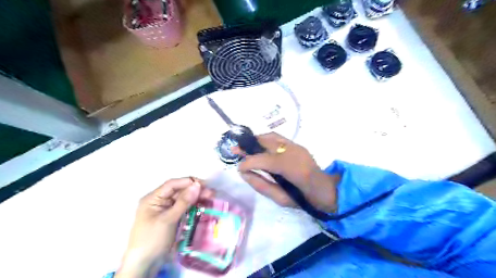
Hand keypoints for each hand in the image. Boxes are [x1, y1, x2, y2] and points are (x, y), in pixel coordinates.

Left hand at [117, 178, 214, 277]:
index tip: (204, 184)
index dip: (188, 182)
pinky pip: (183, 208)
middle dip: (194, 190)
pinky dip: (193, 206)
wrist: (144, 265)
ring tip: (210, 197)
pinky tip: (203, 205)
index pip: (172, 184)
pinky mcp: (171, 218)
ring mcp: (165, 210)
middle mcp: (159, 202)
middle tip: (211, 192)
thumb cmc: (152, 240)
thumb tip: (197, 185)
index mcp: (153, 199)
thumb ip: (183, 202)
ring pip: (183, 199)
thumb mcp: (168, 220)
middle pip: (179, 191)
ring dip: (196, 197)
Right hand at [235, 132, 336, 212]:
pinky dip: (265, 140)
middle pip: (266, 142)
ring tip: (246, 147)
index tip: (238, 168)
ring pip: (271, 136)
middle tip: (235, 149)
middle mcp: (294, 152)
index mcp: (292, 168)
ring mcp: (297, 146)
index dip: (248, 162)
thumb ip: (261, 185)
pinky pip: (277, 137)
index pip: (264, 160)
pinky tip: (259, 147)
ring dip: (256, 140)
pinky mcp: (297, 145)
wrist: (327, 191)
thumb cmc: (304, 199)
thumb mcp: (281, 199)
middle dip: (248, 145)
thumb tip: (244, 173)